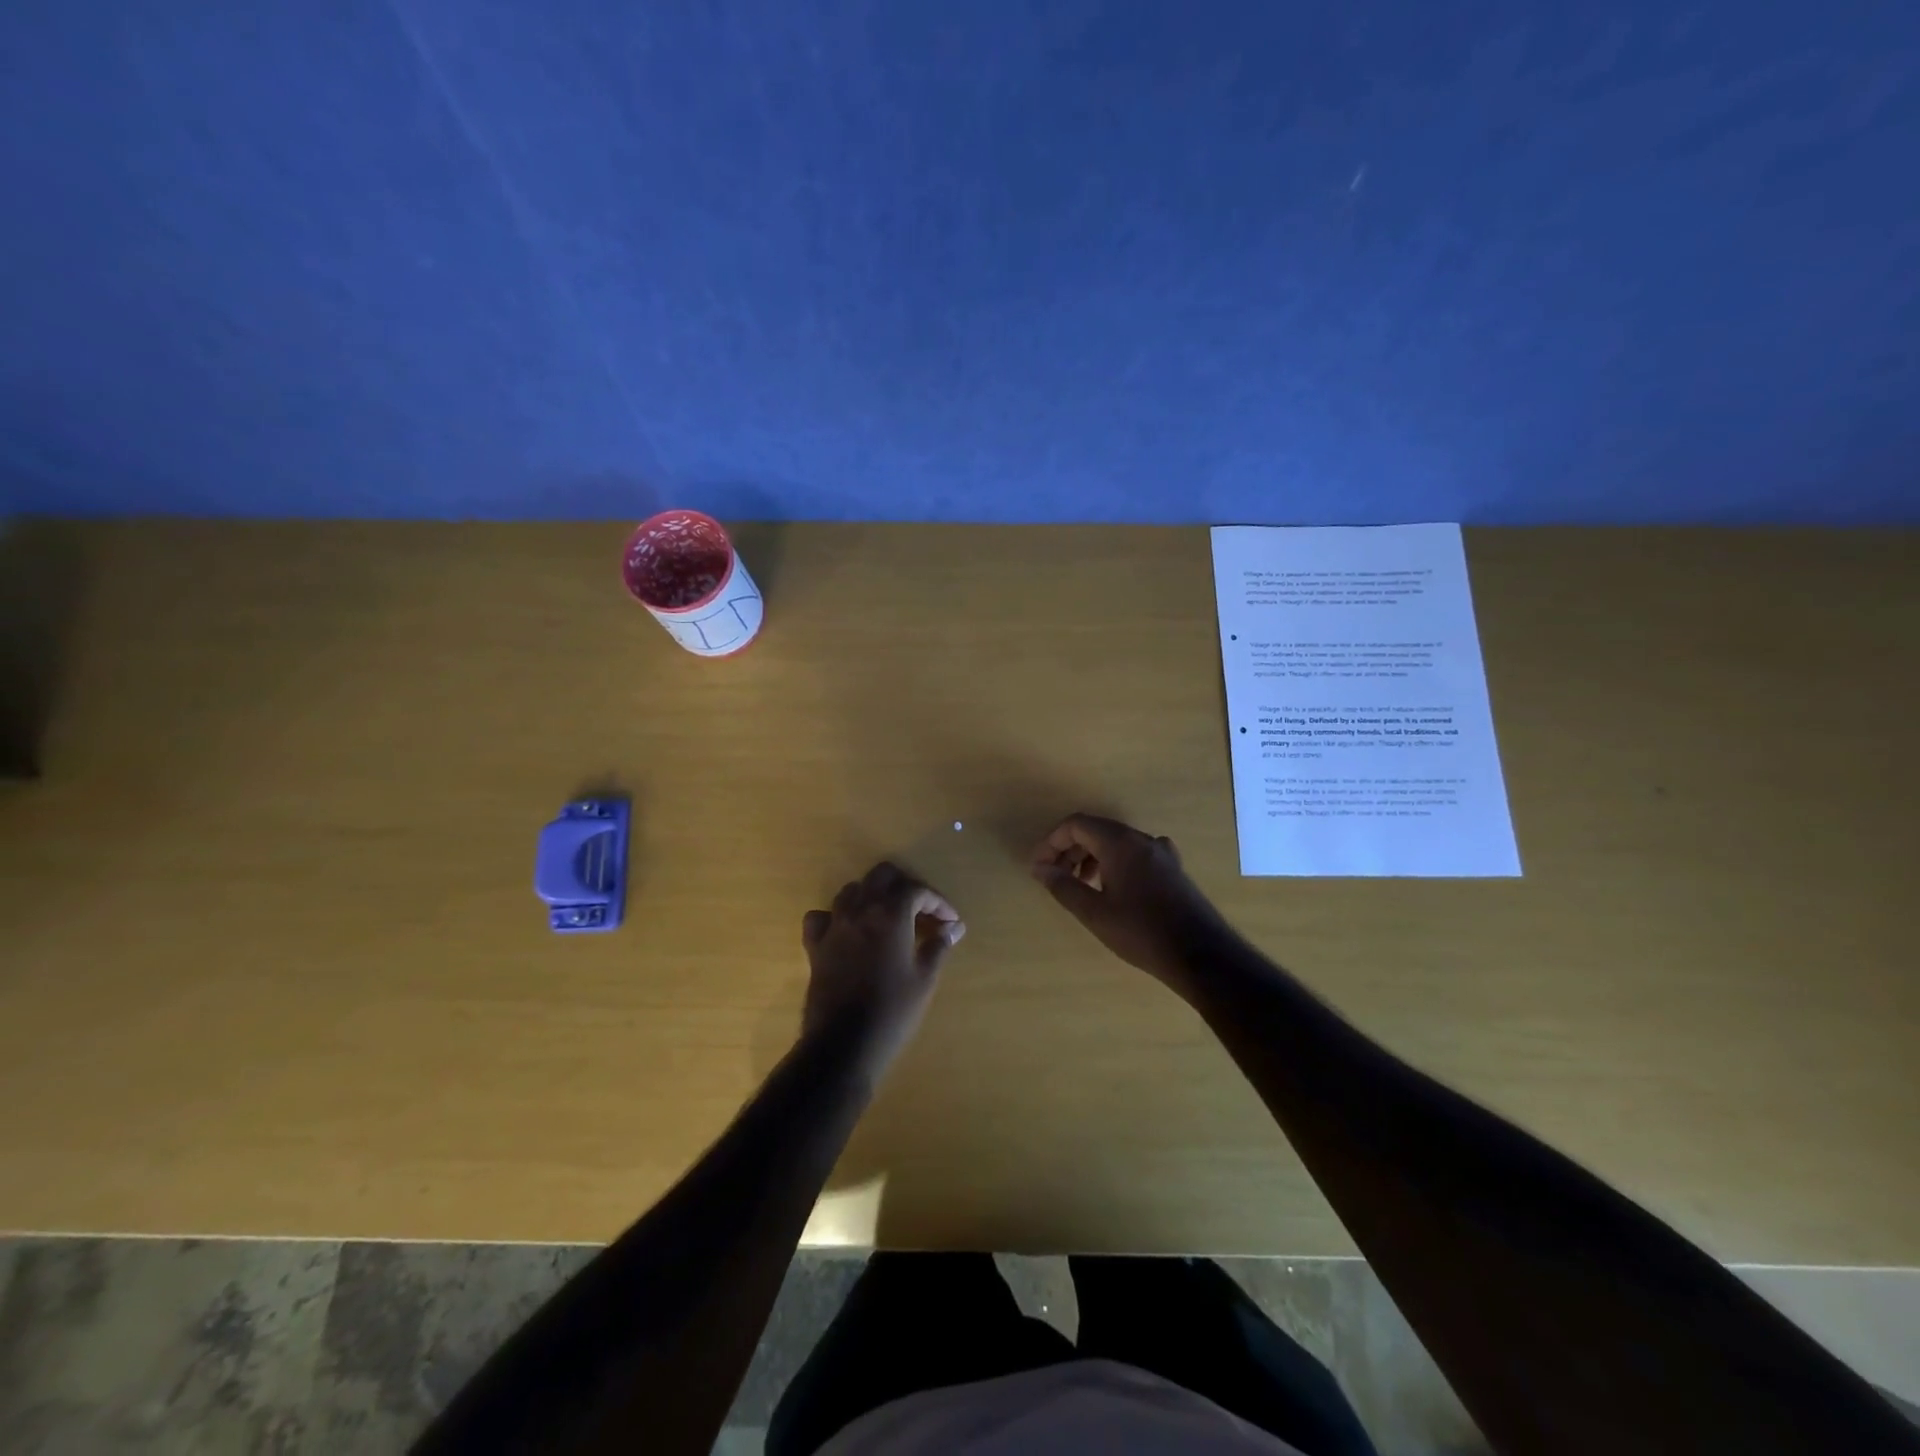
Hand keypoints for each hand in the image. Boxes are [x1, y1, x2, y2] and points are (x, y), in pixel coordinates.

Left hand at [801, 862, 964, 1083]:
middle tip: (921, 910)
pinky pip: (821, 917)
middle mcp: (860, 910)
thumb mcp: (924, 979)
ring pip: (852, 890)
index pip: (917, 890)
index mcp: (890, 915)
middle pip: (881, 876)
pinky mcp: (815, 945)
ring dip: (872, 896)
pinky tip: (847, 931)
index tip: (951, 922)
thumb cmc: (893, 1011)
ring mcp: (834, 926)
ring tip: (888, 918)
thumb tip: (953, 928)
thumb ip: (938, 946)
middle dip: (905, 886)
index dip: (938, 902)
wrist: (844, 1044)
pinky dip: (835, 917)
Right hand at [1030, 813, 1233, 987]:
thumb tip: (1040, 869)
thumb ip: (1063, 886)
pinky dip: (1112, 864)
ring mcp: (1161, 852)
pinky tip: (1110, 890)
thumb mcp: (1094, 913)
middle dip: (1069, 850)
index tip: (1038, 867)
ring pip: (1115, 843)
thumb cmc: (1141, 932)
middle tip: (1054, 878)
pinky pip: (1133, 854)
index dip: (1051, 842)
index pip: (1076, 825)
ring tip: (1079, 886)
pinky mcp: (1172, 868)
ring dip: (1090, 858)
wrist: (1201, 955)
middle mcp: (1142, 839)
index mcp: (1120, 843)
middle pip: (1096, 831)